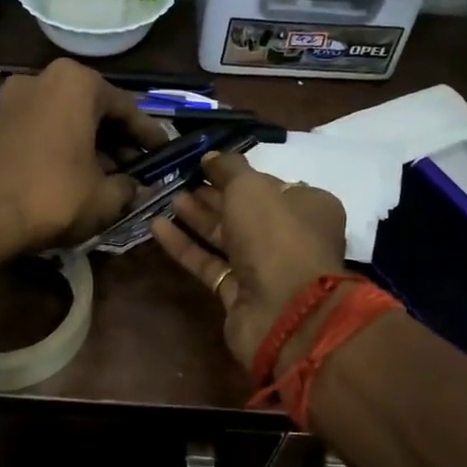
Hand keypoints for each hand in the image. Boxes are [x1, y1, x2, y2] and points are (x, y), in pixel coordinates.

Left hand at [0, 59, 170, 255]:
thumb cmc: (52, 197)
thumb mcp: (105, 197)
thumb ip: (128, 186)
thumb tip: (132, 186)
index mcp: (77, 83)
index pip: (127, 108)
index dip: (149, 135)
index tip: (165, 153)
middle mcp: (44, 77)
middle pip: (93, 109)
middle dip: (117, 139)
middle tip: (136, 166)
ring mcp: (13, 96)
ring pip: (65, 118)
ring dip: (88, 143)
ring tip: (106, 175)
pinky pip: (41, 128)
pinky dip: (60, 145)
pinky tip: (72, 173)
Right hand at [150, 152, 347, 370]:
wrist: (283, 310)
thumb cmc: (276, 235)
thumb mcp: (251, 186)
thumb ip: (229, 168)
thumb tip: (211, 156)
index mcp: (308, 206)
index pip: (269, 184)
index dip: (237, 174)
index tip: (206, 164)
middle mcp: (290, 237)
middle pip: (245, 211)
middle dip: (212, 195)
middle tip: (179, 179)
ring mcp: (265, 268)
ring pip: (226, 238)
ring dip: (197, 218)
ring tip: (167, 198)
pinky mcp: (239, 293)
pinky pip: (210, 263)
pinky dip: (186, 246)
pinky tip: (157, 227)